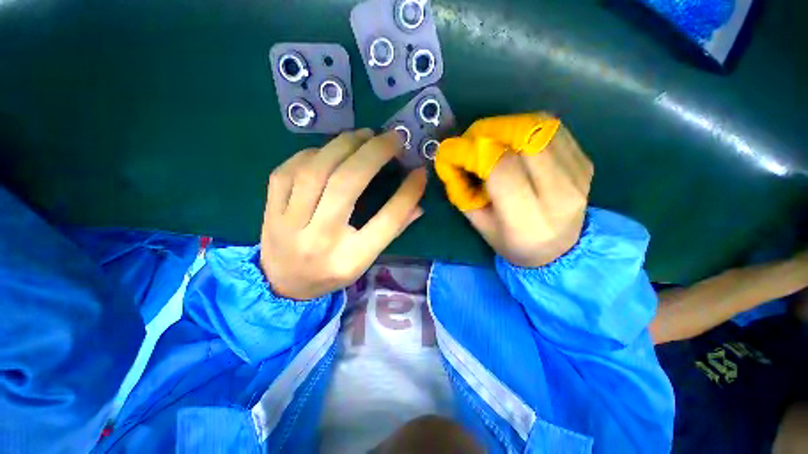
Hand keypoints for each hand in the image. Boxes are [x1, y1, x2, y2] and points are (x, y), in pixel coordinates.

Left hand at [260, 129, 425, 299]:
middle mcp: (320, 239)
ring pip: (315, 171)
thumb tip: (418, 203)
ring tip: (363, 136)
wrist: (283, 286)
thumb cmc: (331, 274)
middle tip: (391, 138)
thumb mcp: (366, 260)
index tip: (420, 171)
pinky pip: (287, 171)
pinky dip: (311, 154)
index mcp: (351, 258)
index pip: (387, 221)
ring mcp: (289, 224)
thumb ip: (393, 230)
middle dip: (373, 154)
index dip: (407, 193)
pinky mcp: (271, 211)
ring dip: (342, 146)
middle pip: (346, 185)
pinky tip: (327, 151)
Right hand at [436, 114, 593, 267]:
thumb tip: (450, 160)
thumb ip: (461, 192)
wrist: (561, 250)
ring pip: (540, 126)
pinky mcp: (585, 162)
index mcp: (527, 218)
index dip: (472, 152)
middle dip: (489, 130)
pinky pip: (553, 129)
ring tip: (489, 138)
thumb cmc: (513, 242)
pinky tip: (513, 141)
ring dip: (506, 125)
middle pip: (524, 138)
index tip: (451, 150)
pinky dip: (526, 127)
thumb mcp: (479, 224)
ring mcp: (577, 173)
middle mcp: (558, 192)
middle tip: (470, 139)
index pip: (501, 168)